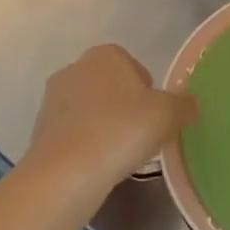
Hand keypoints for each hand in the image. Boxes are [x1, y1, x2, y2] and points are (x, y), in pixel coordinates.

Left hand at [25, 45, 196, 196]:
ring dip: (104, 126)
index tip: (156, 115)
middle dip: (125, 107)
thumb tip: (191, 105)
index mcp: (105, 55)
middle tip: (142, 135)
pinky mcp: (38, 131)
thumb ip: (184, 106)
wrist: (66, 173)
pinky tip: (98, 166)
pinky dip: (86, 145)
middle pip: (110, 86)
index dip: (148, 90)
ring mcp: (52, 100)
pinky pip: (73, 133)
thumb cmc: (122, 130)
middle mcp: (74, 69)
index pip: (132, 65)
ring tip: (120, 155)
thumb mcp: (168, 115)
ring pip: (90, 110)